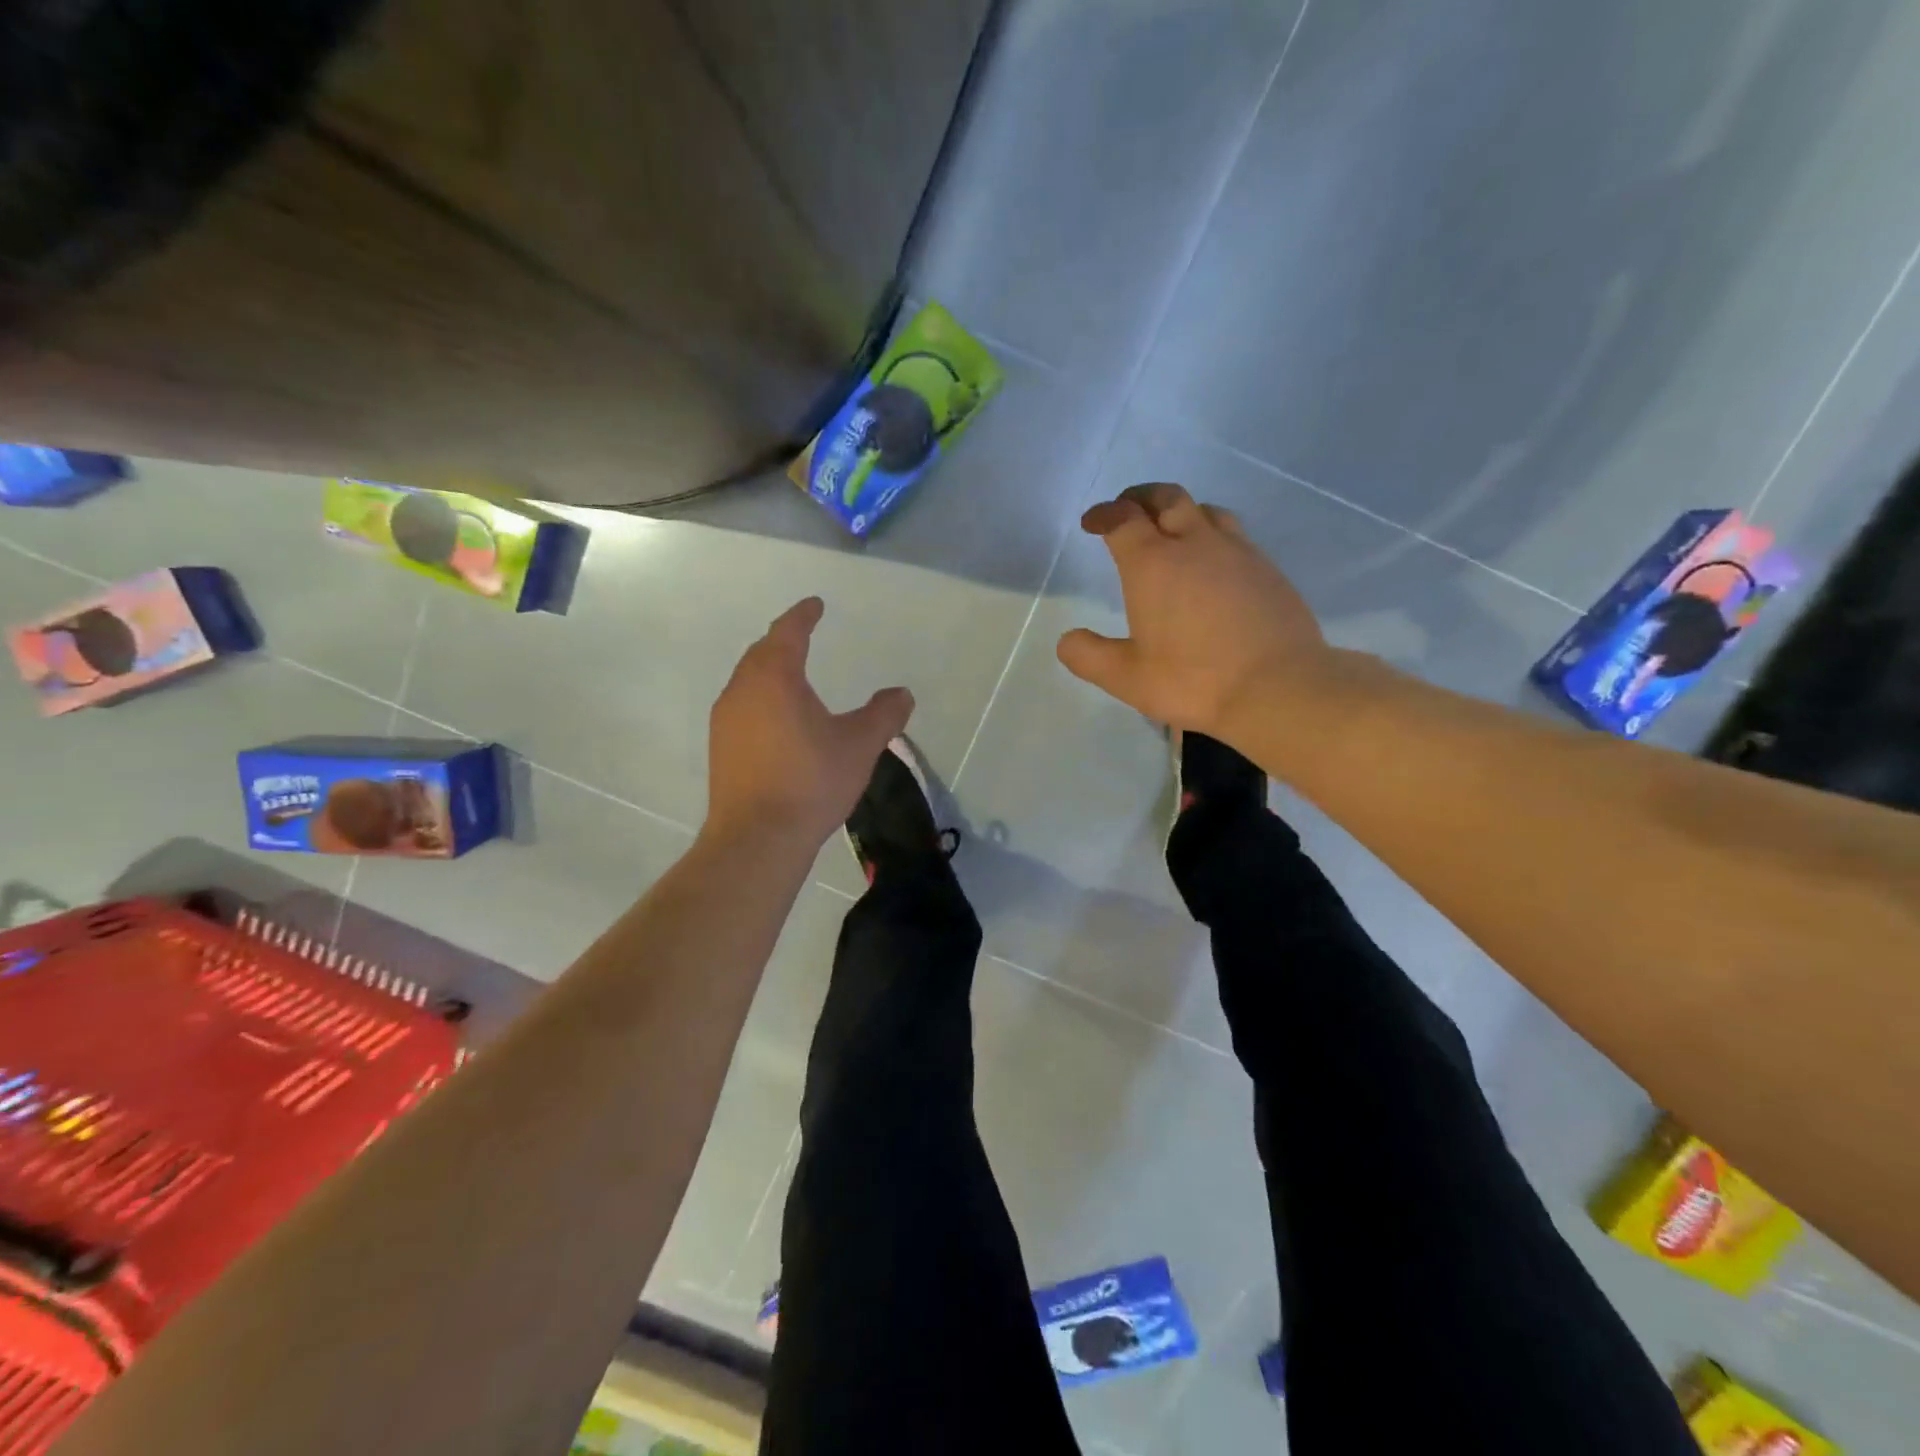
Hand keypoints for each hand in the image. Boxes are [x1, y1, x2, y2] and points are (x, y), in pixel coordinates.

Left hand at [707, 597, 913, 847]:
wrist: (757, 838)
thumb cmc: (811, 782)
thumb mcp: (859, 745)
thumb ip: (883, 714)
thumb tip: (902, 693)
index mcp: (775, 678)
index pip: (787, 632)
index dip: (803, 616)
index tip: (815, 605)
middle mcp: (742, 690)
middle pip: (761, 652)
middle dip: (782, 639)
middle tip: (801, 634)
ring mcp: (725, 721)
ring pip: (747, 680)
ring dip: (768, 669)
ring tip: (789, 673)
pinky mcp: (720, 749)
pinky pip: (742, 707)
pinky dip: (760, 698)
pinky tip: (775, 718)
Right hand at [1057, 483, 1330, 739]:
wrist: (1278, 687)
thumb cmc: (1193, 680)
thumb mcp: (1126, 678)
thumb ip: (1089, 656)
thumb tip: (1067, 640)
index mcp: (1153, 564)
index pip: (1123, 519)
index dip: (1104, 514)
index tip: (1092, 522)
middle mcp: (1195, 545)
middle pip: (1167, 498)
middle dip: (1141, 498)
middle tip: (1128, 510)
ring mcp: (1237, 552)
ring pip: (1206, 510)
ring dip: (1181, 511)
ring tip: (1172, 530)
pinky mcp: (1267, 569)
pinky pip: (1234, 535)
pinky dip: (1212, 535)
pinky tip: (1213, 563)